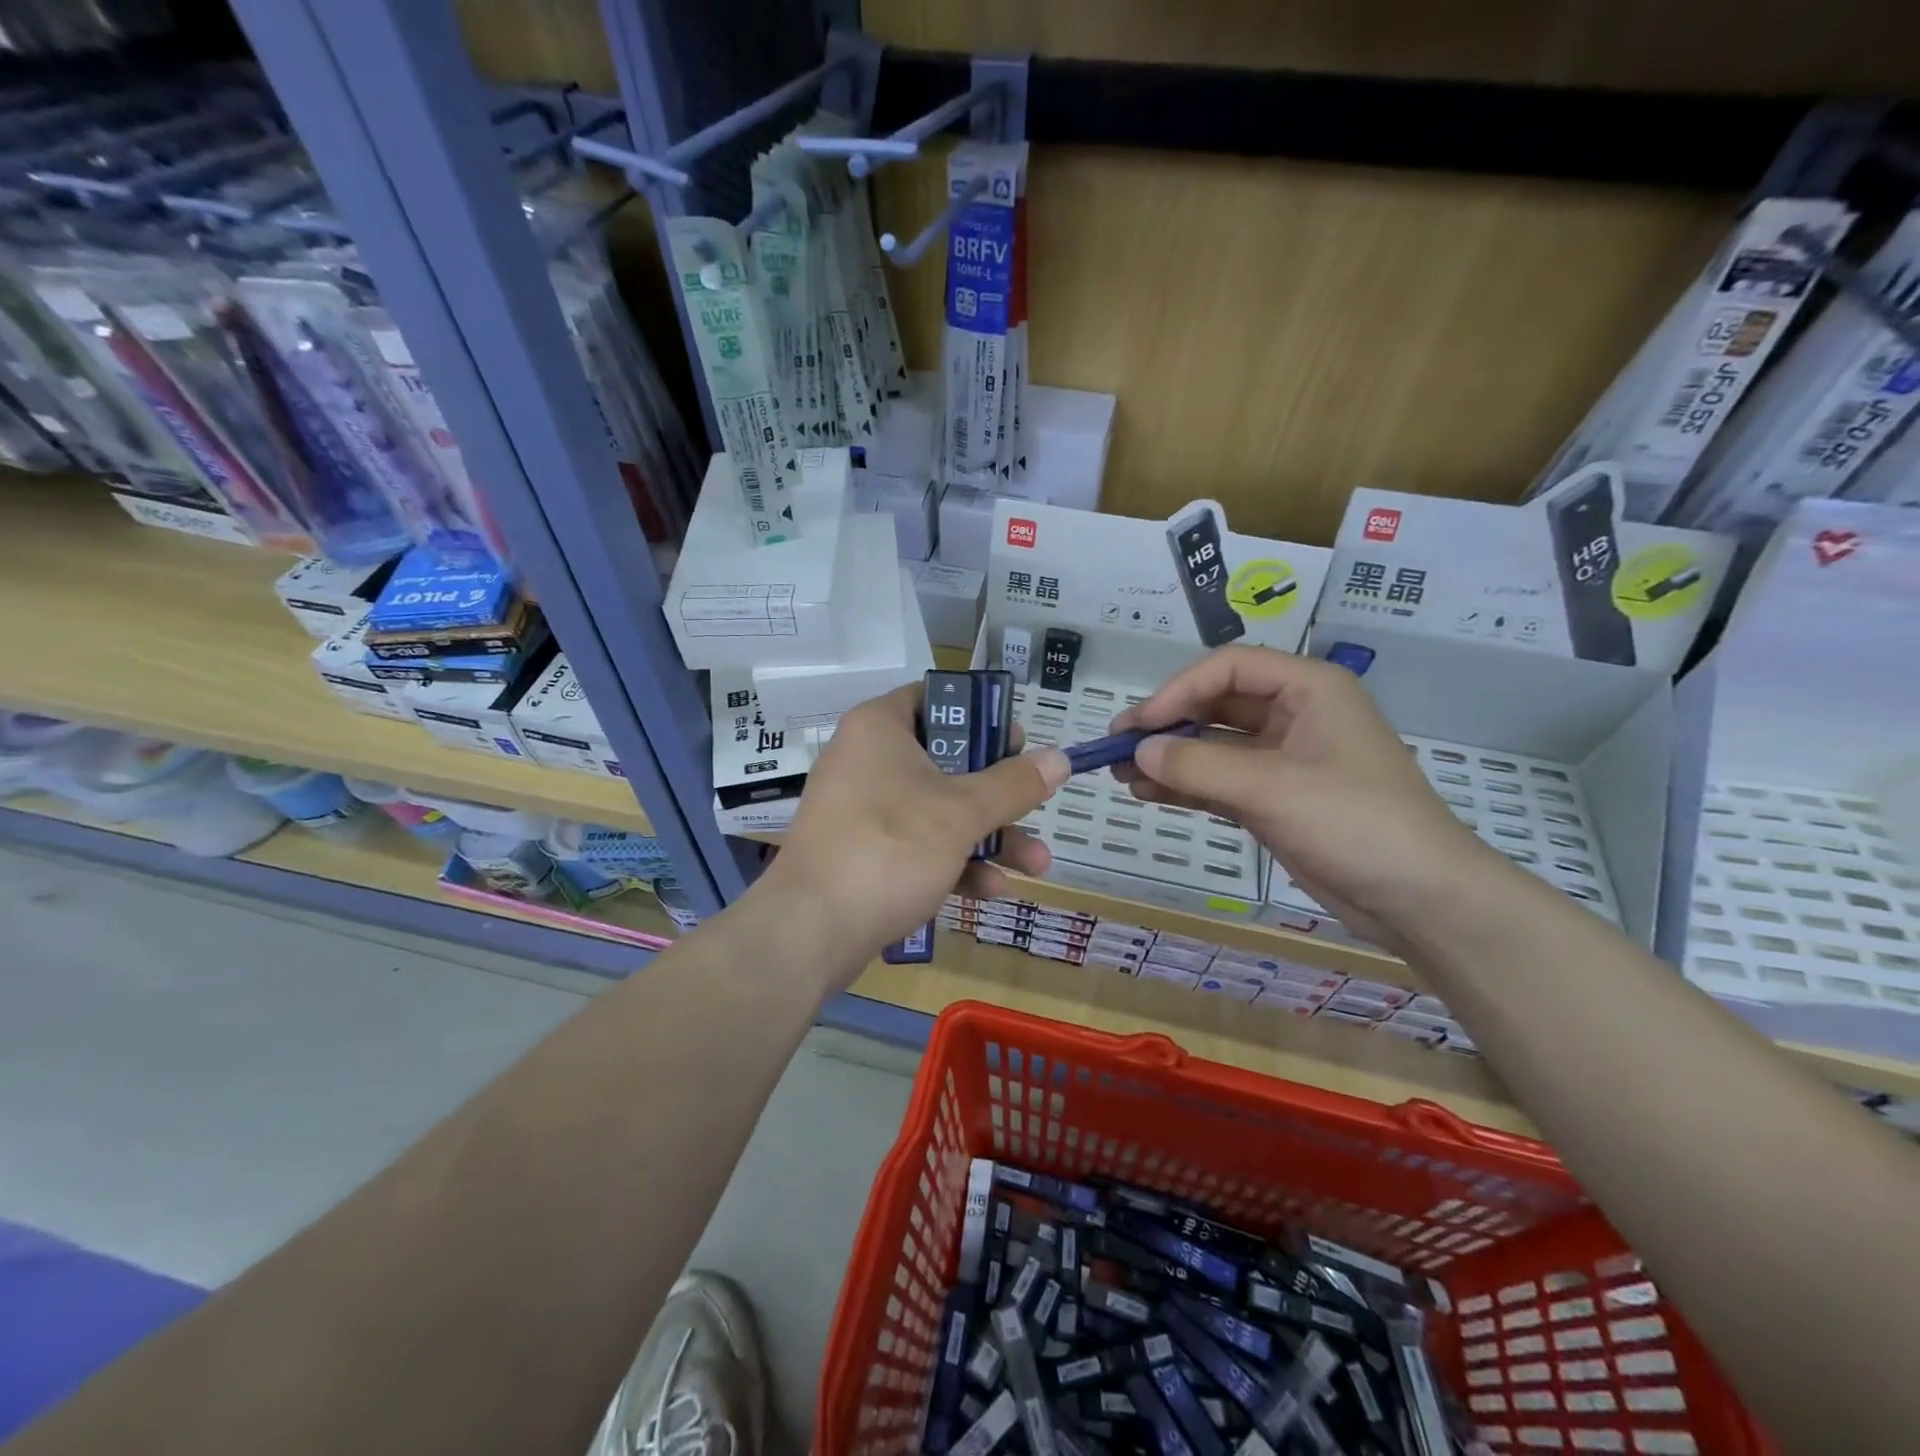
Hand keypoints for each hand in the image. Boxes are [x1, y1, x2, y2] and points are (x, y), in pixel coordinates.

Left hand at [755, 684, 1068, 966]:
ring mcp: (862, 810)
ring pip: (937, 810)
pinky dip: (953, 862)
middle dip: (999, 794)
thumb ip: (1013, 784)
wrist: (809, 931)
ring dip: (988, 837)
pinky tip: (990, 891)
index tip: (1018, 743)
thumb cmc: (889, 847)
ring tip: (1036, 865)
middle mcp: (867, 760)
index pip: (936, 699)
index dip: (982, 716)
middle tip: (1035, 804)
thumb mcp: (961, 813)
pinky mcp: (862, 853)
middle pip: (946, 760)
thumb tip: (1060, 758)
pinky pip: (916, 845)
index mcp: (880, 728)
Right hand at [1111, 646, 1499, 947]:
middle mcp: (1294, 714)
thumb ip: (1199, 765)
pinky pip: (1219, 780)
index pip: (1228, 669)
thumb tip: (1137, 750)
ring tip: (1120, 773)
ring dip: (1170, 757)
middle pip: (1216, 704)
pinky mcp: (1275, 798)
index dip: (1178, 690)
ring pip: (1214, 745)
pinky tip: (1147, 792)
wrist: (1419, 899)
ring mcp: (1284, 759)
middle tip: (1116, 746)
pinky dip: (1185, 785)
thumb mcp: (1273, 788)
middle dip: (1167, 724)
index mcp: (1308, 689)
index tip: (1139, 725)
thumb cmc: (1356, 823)